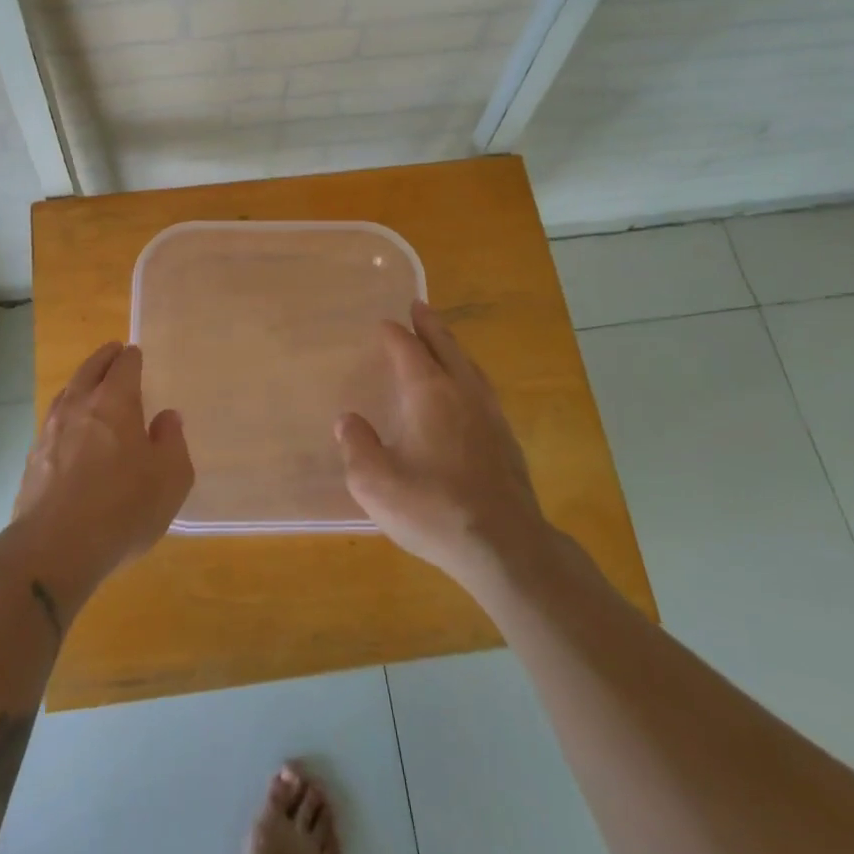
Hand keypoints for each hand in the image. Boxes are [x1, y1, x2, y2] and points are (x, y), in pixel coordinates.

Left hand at [10, 342, 193, 607]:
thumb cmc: (122, 508)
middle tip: (113, 352)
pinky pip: (53, 422)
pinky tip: (70, 430)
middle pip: (90, 369)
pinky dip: (66, 414)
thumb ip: (172, 441)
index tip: (136, 354)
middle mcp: (79, 406)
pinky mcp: (33, 459)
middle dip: (103, 358)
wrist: (54, 549)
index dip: (132, 357)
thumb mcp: (170, 478)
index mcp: (115, 402)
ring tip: (90, 385)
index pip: (124, 365)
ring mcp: (50, 431)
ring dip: (81, 383)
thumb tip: (167, 418)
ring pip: (67, 393)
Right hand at [334, 301, 548, 587]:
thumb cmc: (433, 509)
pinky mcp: (505, 439)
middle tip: (419, 306)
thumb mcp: (375, 482)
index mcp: (429, 392)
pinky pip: (481, 390)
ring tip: (442, 341)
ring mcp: (489, 414)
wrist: (505, 546)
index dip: (393, 333)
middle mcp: (462, 392)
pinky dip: (467, 375)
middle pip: (445, 346)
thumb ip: (356, 446)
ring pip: (469, 366)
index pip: (407, 349)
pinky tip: (465, 393)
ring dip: (452, 347)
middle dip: (429, 325)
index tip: (383, 323)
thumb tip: (348, 420)